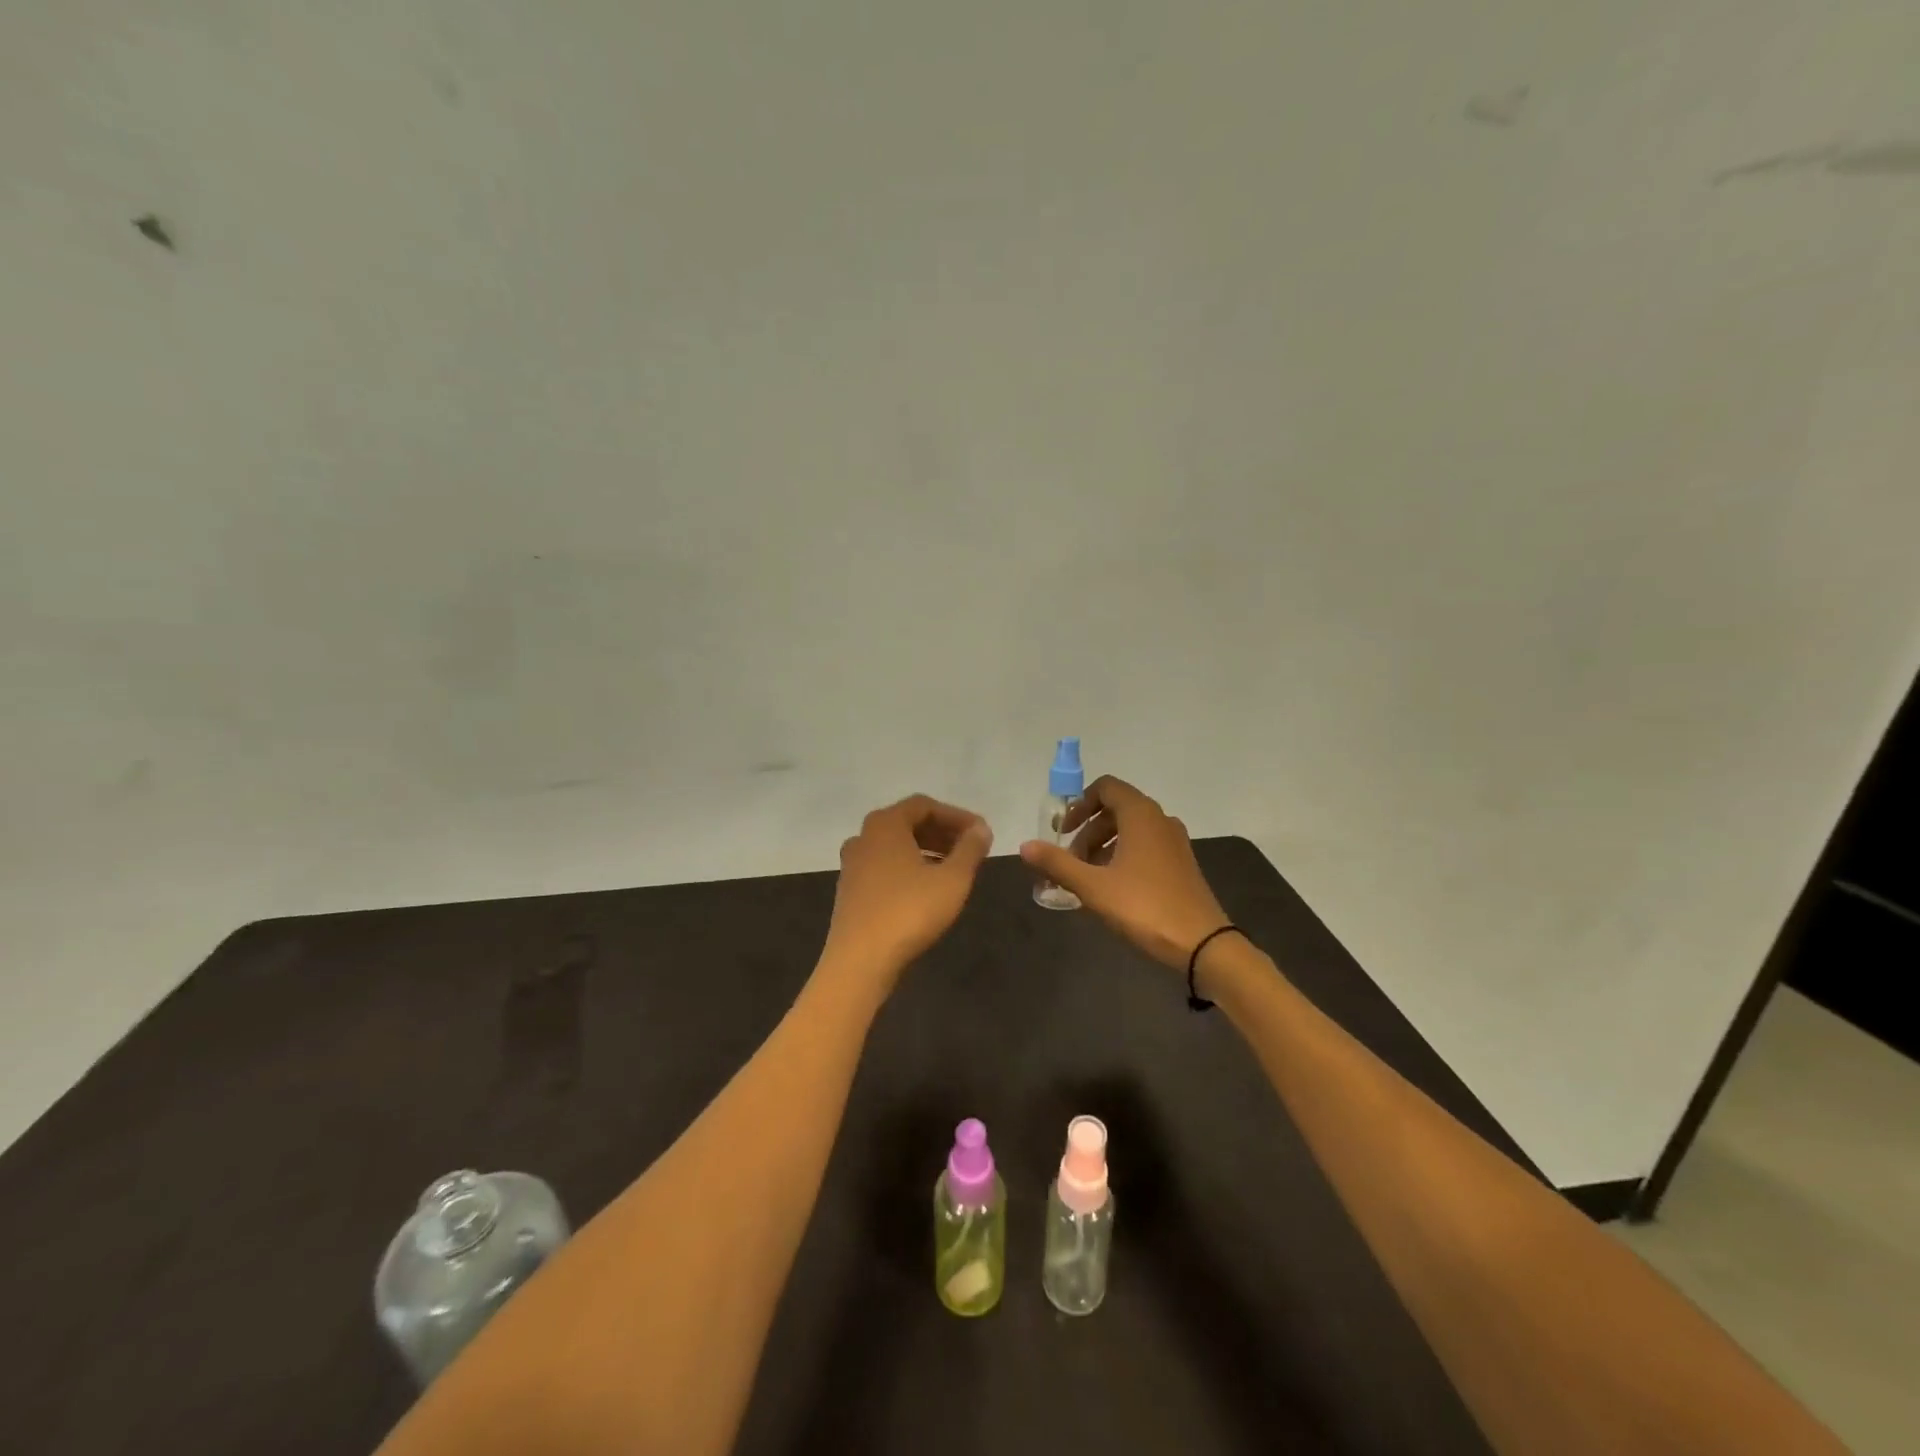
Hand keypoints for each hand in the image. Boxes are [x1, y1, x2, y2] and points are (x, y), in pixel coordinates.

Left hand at [822, 794, 992, 988]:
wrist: (860, 961)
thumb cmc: (909, 912)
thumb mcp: (952, 879)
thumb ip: (970, 849)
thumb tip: (981, 829)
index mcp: (885, 824)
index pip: (924, 805)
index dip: (956, 816)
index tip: (981, 833)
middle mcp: (864, 836)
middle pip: (908, 822)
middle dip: (942, 832)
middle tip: (970, 849)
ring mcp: (852, 863)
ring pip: (895, 845)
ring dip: (926, 850)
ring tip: (953, 868)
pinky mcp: (849, 889)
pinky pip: (884, 865)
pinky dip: (908, 867)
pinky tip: (926, 888)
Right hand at [1019, 775, 1228, 969]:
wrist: (1203, 943)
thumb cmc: (1144, 907)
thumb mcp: (1093, 886)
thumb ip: (1057, 863)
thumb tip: (1024, 846)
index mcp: (1140, 814)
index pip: (1106, 788)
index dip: (1079, 805)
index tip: (1063, 832)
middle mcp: (1160, 820)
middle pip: (1115, 810)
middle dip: (1087, 832)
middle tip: (1070, 862)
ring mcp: (1175, 842)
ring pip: (1130, 830)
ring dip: (1103, 846)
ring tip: (1086, 878)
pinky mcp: (1181, 864)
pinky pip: (1145, 847)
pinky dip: (1123, 857)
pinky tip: (1111, 889)